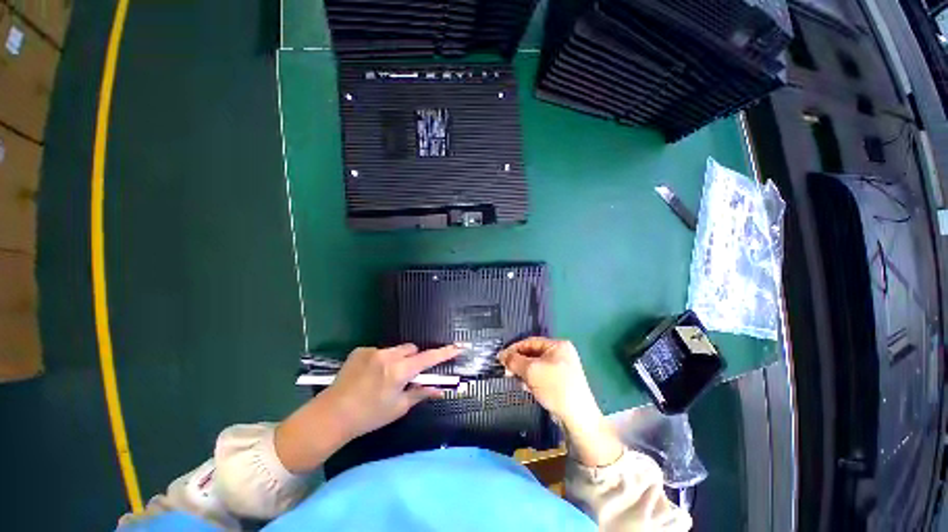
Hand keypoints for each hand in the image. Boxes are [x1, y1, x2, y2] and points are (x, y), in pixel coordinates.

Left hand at [324, 343, 459, 438]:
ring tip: (385, 377)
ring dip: (397, 359)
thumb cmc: (369, 416)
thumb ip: (421, 393)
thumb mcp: (399, 407)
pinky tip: (370, 375)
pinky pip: (380, 351)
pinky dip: (381, 359)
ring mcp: (372, 351)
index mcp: (399, 371)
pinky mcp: (360, 350)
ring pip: (396, 349)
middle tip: (407, 376)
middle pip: (411, 349)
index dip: (445, 353)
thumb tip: (441, 389)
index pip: (428, 358)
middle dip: (414, 359)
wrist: (331, 415)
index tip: (458, 347)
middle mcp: (387, 356)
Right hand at [499, 337, 621, 466]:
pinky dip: (532, 380)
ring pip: (535, 366)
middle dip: (519, 363)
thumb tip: (501, 355)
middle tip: (507, 371)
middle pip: (532, 354)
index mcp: (558, 345)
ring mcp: (562, 369)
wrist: (577, 417)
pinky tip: (527, 388)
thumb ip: (514, 361)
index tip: (501, 358)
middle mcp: (561, 354)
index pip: (530, 342)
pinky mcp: (561, 383)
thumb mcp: (531, 370)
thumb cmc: (555, 387)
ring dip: (524, 372)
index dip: (514, 349)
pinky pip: (541, 376)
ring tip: (516, 380)